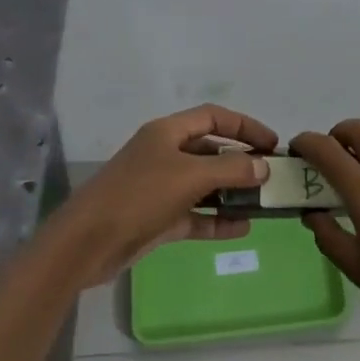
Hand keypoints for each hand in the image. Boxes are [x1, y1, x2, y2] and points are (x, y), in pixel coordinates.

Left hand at [52, 105, 276, 287]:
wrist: (87, 242)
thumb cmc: (139, 195)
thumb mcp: (189, 176)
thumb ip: (231, 168)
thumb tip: (263, 165)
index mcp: (167, 132)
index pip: (214, 117)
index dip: (245, 126)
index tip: (272, 144)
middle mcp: (164, 154)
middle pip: (210, 150)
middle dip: (241, 161)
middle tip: (272, 176)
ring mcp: (160, 188)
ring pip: (204, 184)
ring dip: (232, 192)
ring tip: (263, 203)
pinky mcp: (157, 219)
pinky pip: (195, 214)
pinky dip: (217, 219)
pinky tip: (242, 228)